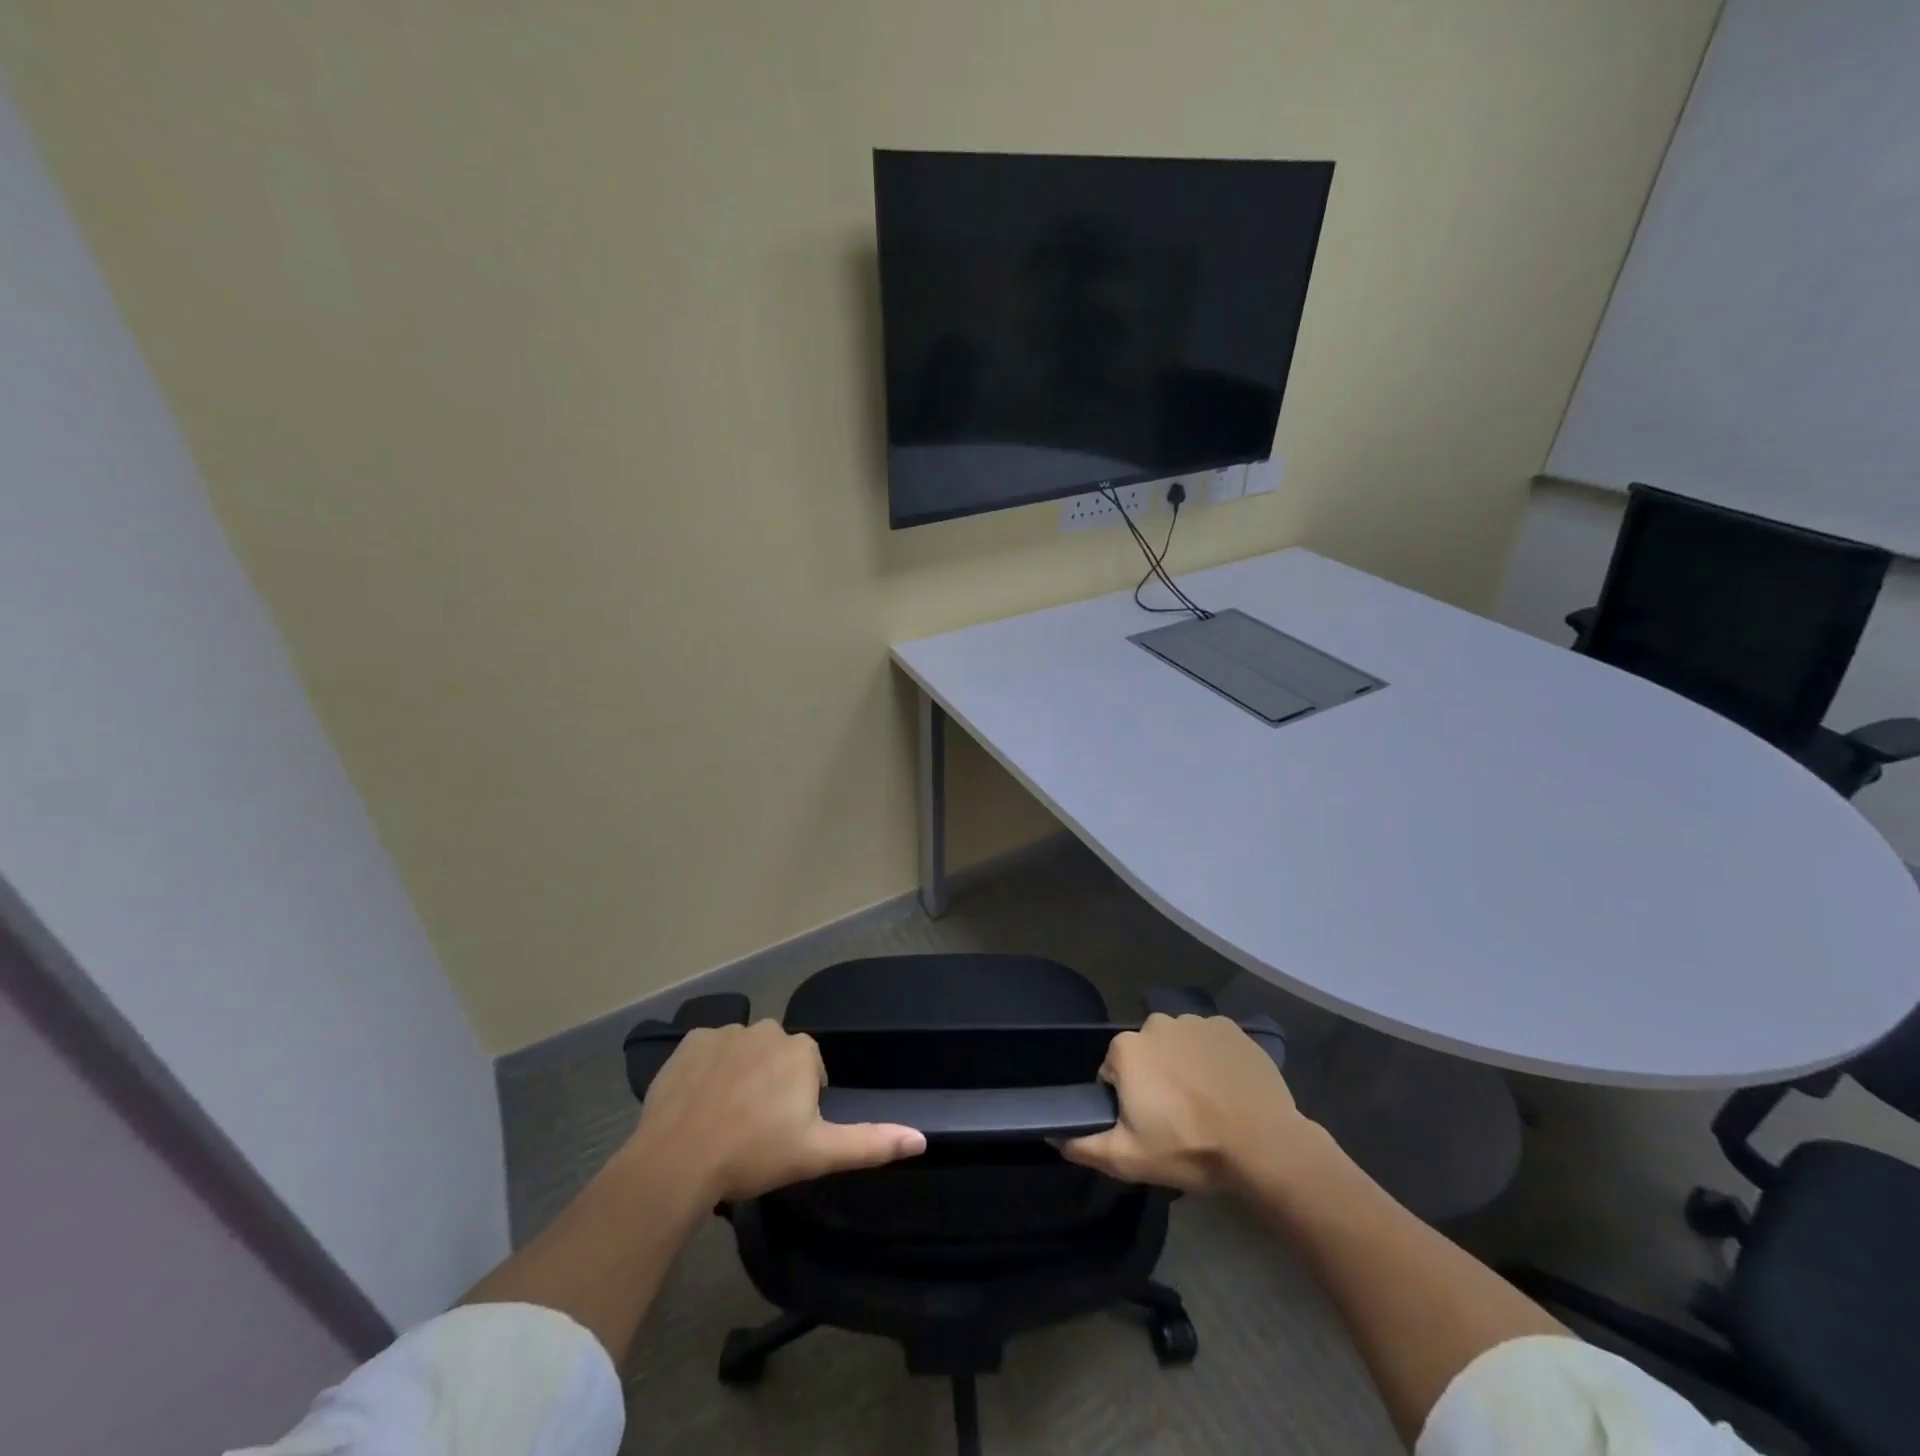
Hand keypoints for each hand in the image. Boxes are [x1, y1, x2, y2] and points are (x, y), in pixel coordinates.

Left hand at [628, 1020, 926, 1202]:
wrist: (678, 1160)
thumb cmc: (754, 1155)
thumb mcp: (818, 1154)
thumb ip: (871, 1142)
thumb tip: (922, 1138)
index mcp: (802, 1051)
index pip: (810, 1070)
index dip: (800, 1103)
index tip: (783, 1134)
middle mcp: (768, 1029)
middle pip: (777, 1057)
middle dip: (771, 1085)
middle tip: (754, 1130)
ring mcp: (726, 1032)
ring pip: (744, 1052)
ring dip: (740, 1077)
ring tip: (724, 1120)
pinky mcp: (690, 1041)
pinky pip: (709, 1051)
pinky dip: (708, 1071)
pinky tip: (698, 1103)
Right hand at [1061, 1014, 1313, 1192]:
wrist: (1264, 1145)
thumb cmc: (1190, 1148)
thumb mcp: (1129, 1159)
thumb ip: (1084, 1145)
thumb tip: (1052, 1135)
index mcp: (1127, 1049)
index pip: (1113, 1072)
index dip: (1127, 1099)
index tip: (1149, 1124)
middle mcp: (1157, 1024)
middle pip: (1146, 1054)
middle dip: (1155, 1079)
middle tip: (1177, 1118)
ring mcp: (1196, 1022)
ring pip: (1178, 1045)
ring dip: (1183, 1067)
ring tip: (1206, 1105)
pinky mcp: (1230, 1028)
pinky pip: (1210, 1042)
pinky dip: (1213, 1060)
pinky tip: (1227, 1089)